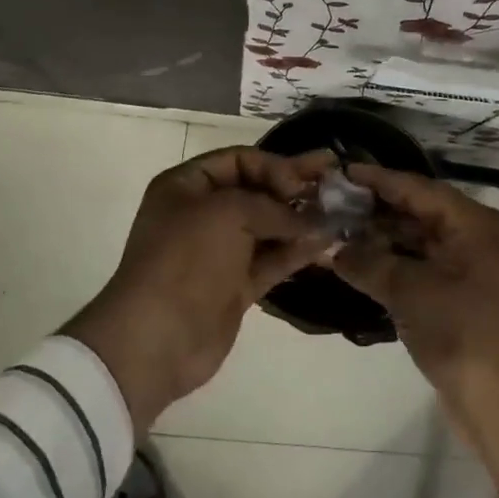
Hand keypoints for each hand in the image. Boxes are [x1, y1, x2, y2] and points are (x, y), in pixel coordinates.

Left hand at [64, 146, 334, 430]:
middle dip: (295, 187)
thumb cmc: (186, 259)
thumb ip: (273, 207)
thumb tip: (311, 220)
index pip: (239, 161)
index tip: (302, 182)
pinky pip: (272, 259)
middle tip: (336, 179)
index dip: (273, 165)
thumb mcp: (228, 213)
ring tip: (340, 213)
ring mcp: (220, 251)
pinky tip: (327, 242)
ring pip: (268, 226)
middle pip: (257, 191)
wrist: (158, 337)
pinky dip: (297, 250)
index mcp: (186, 186)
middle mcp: (203, 213)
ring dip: (301, 220)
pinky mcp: (236, 285)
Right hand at [333, 166, 498, 497]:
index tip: (340, 172)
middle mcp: (475, 238)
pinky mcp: (461, 297)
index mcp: (473, 223)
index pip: (418, 188)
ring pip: (419, 241)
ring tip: (337, 231)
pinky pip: (422, 267)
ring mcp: (470, 269)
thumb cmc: (462, 331)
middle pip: (419, 212)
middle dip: (376, 209)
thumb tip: (332, 248)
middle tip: (331, 203)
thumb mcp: (409, 291)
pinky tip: (360, 264)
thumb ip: (368, 263)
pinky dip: (393, 264)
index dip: (378, 179)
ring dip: (382, 238)